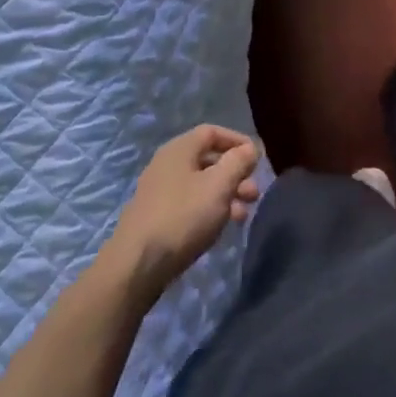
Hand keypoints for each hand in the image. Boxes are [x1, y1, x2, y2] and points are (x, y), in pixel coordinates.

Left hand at [102, 126, 261, 303]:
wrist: (137, 265)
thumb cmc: (183, 216)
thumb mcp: (219, 186)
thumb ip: (238, 162)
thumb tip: (250, 148)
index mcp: (179, 149)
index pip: (212, 132)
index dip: (237, 141)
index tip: (258, 159)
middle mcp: (167, 164)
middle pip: (208, 160)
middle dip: (235, 174)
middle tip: (254, 194)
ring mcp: (159, 192)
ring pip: (201, 185)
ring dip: (226, 195)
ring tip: (243, 215)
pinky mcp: (157, 217)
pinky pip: (190, 204)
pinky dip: (210, 209)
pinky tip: (221, 227)